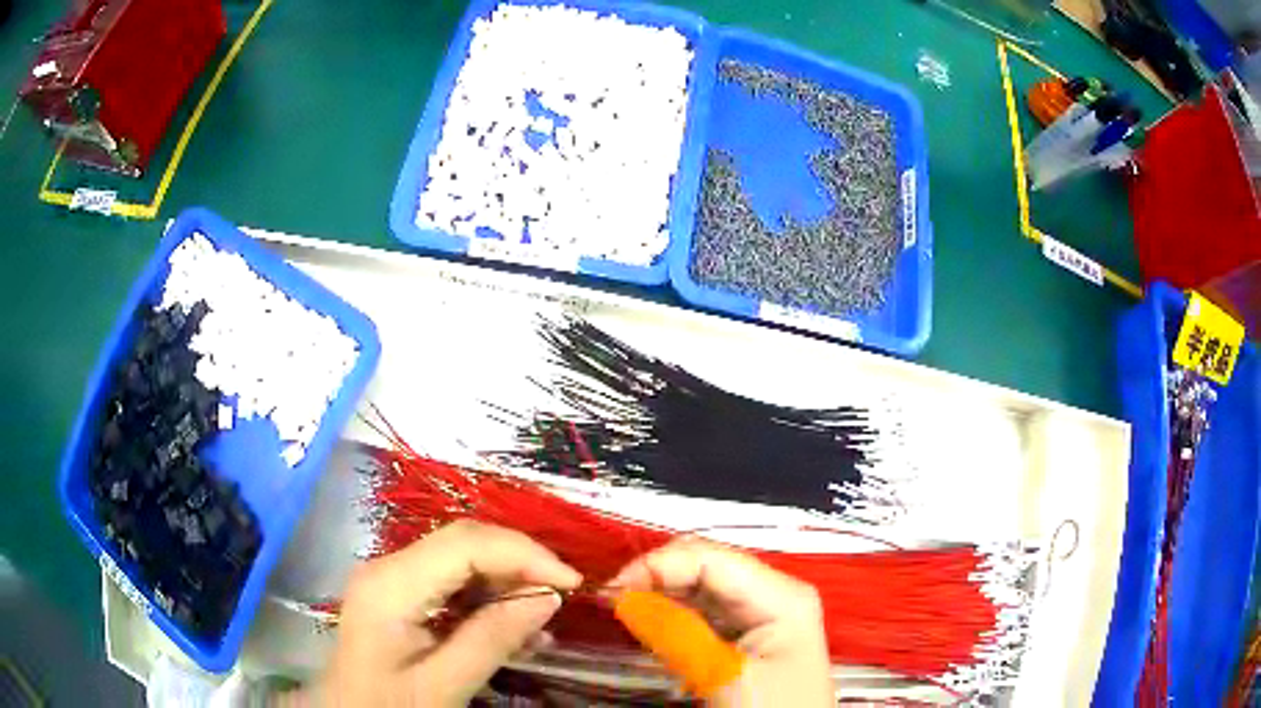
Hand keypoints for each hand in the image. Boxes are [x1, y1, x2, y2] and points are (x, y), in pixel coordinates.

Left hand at [305, 520, 581, 705]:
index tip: (571, 583)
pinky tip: (515, 627)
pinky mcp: (402, 593)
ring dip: (508, 580)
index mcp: (391, 585)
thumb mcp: (443, 685)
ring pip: (464, 558)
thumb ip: (492, 640)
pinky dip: (490, 598)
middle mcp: (389, 567)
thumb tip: (547, 597)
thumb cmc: (389, 706)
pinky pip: (454, 581)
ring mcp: (394, 578)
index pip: (465, 543)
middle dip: (520, 562)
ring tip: (543, 618)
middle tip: (563, 596)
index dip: (524, 553)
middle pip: (464, 542)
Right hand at [611, 538, 832, 706]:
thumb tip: (624, 597)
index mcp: (781, 594)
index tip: (612, 591)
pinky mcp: (749, 632)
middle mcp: (774, 592)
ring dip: (661, 591)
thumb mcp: (721, 675)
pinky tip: (650, 619)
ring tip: (623, 607)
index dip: (658, 565)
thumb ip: (674, 633)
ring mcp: (763, 612)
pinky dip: (673, 611)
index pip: (711, 558)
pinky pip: (704, 609)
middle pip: (707, 564)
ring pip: (702, 584)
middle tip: (613, 599)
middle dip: (657, 574)